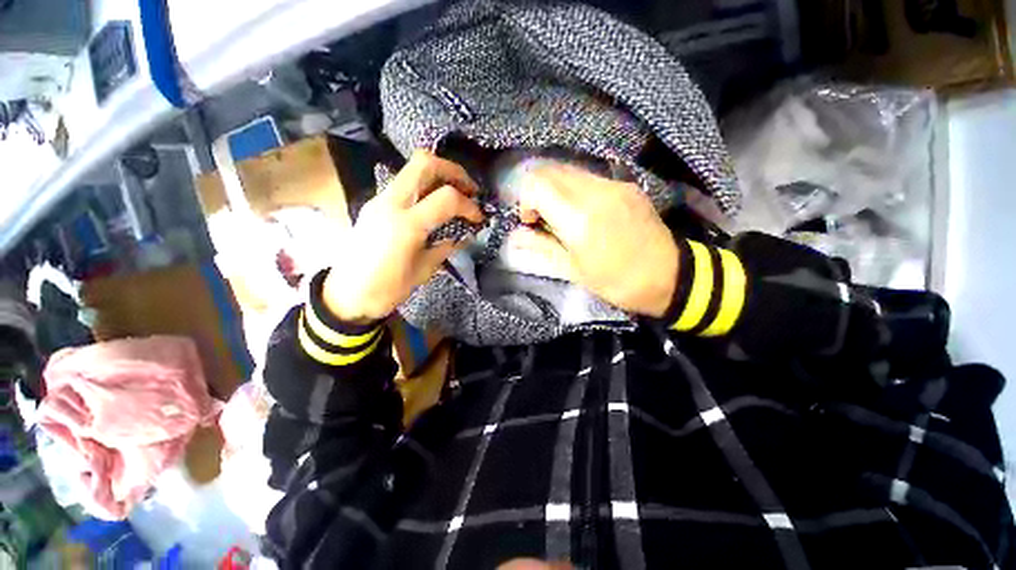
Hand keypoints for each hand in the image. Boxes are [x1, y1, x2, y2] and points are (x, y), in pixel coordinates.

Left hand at [322, 150, 482, 322]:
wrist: (346, 295)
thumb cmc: (387, 289)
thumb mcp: (424, 271)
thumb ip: (445, 248)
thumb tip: (463, 236)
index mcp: (407, 225)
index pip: (447, 198)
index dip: (469, 205)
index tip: (479, 218)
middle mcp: (391, 203)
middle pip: (425, 163)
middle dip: (454, 171)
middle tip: (469, 189)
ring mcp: (379, 200)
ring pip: (411, 168)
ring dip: (439, 175)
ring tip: (455, 194)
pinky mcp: (374, 204)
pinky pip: (403, 183)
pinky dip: (424, 186)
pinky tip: (433, 204)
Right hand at [511, 164, 678, 317]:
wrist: (668, 276)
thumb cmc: (616, 282)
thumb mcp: (573, 271)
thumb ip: (541, 247)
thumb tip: (515, 236)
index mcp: (579, 219)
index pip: (537, 185)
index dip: (524, 200)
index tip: (529, 221)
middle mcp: (596, 192)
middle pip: (551, 170)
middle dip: (536, 190)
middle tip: (540, 216)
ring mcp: (614, 185)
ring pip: (569, 170)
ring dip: (555, 188)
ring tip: (560, 213)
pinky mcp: (626, 185)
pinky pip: (589, 176)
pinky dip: (574, 187)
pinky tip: (581, 209)